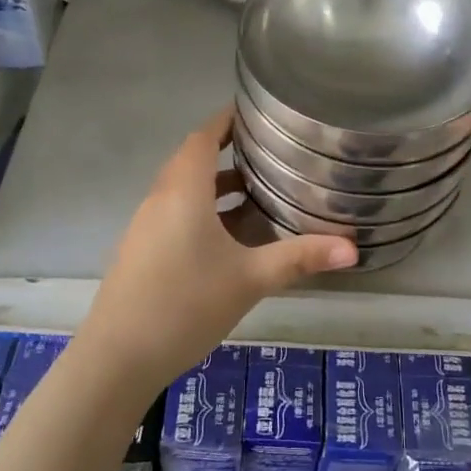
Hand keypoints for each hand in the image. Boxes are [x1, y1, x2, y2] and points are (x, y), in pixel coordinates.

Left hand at [75, 108, 355, 393]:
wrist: (117, 358)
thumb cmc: (185, 305)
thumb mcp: (250, 279)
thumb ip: (300, 258)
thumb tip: (353, 248)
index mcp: (183, 191)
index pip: (203, 137)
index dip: (227, 120)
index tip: (256, 112)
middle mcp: (161, 199)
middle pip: (192, 160)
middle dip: (228, 151)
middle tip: (268, 150)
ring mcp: (146, 226)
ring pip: (184, 190)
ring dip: (216, 185)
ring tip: (258, 190)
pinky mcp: (142, 251)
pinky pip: (176, 214)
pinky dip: (204, 210)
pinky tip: (230, 237)